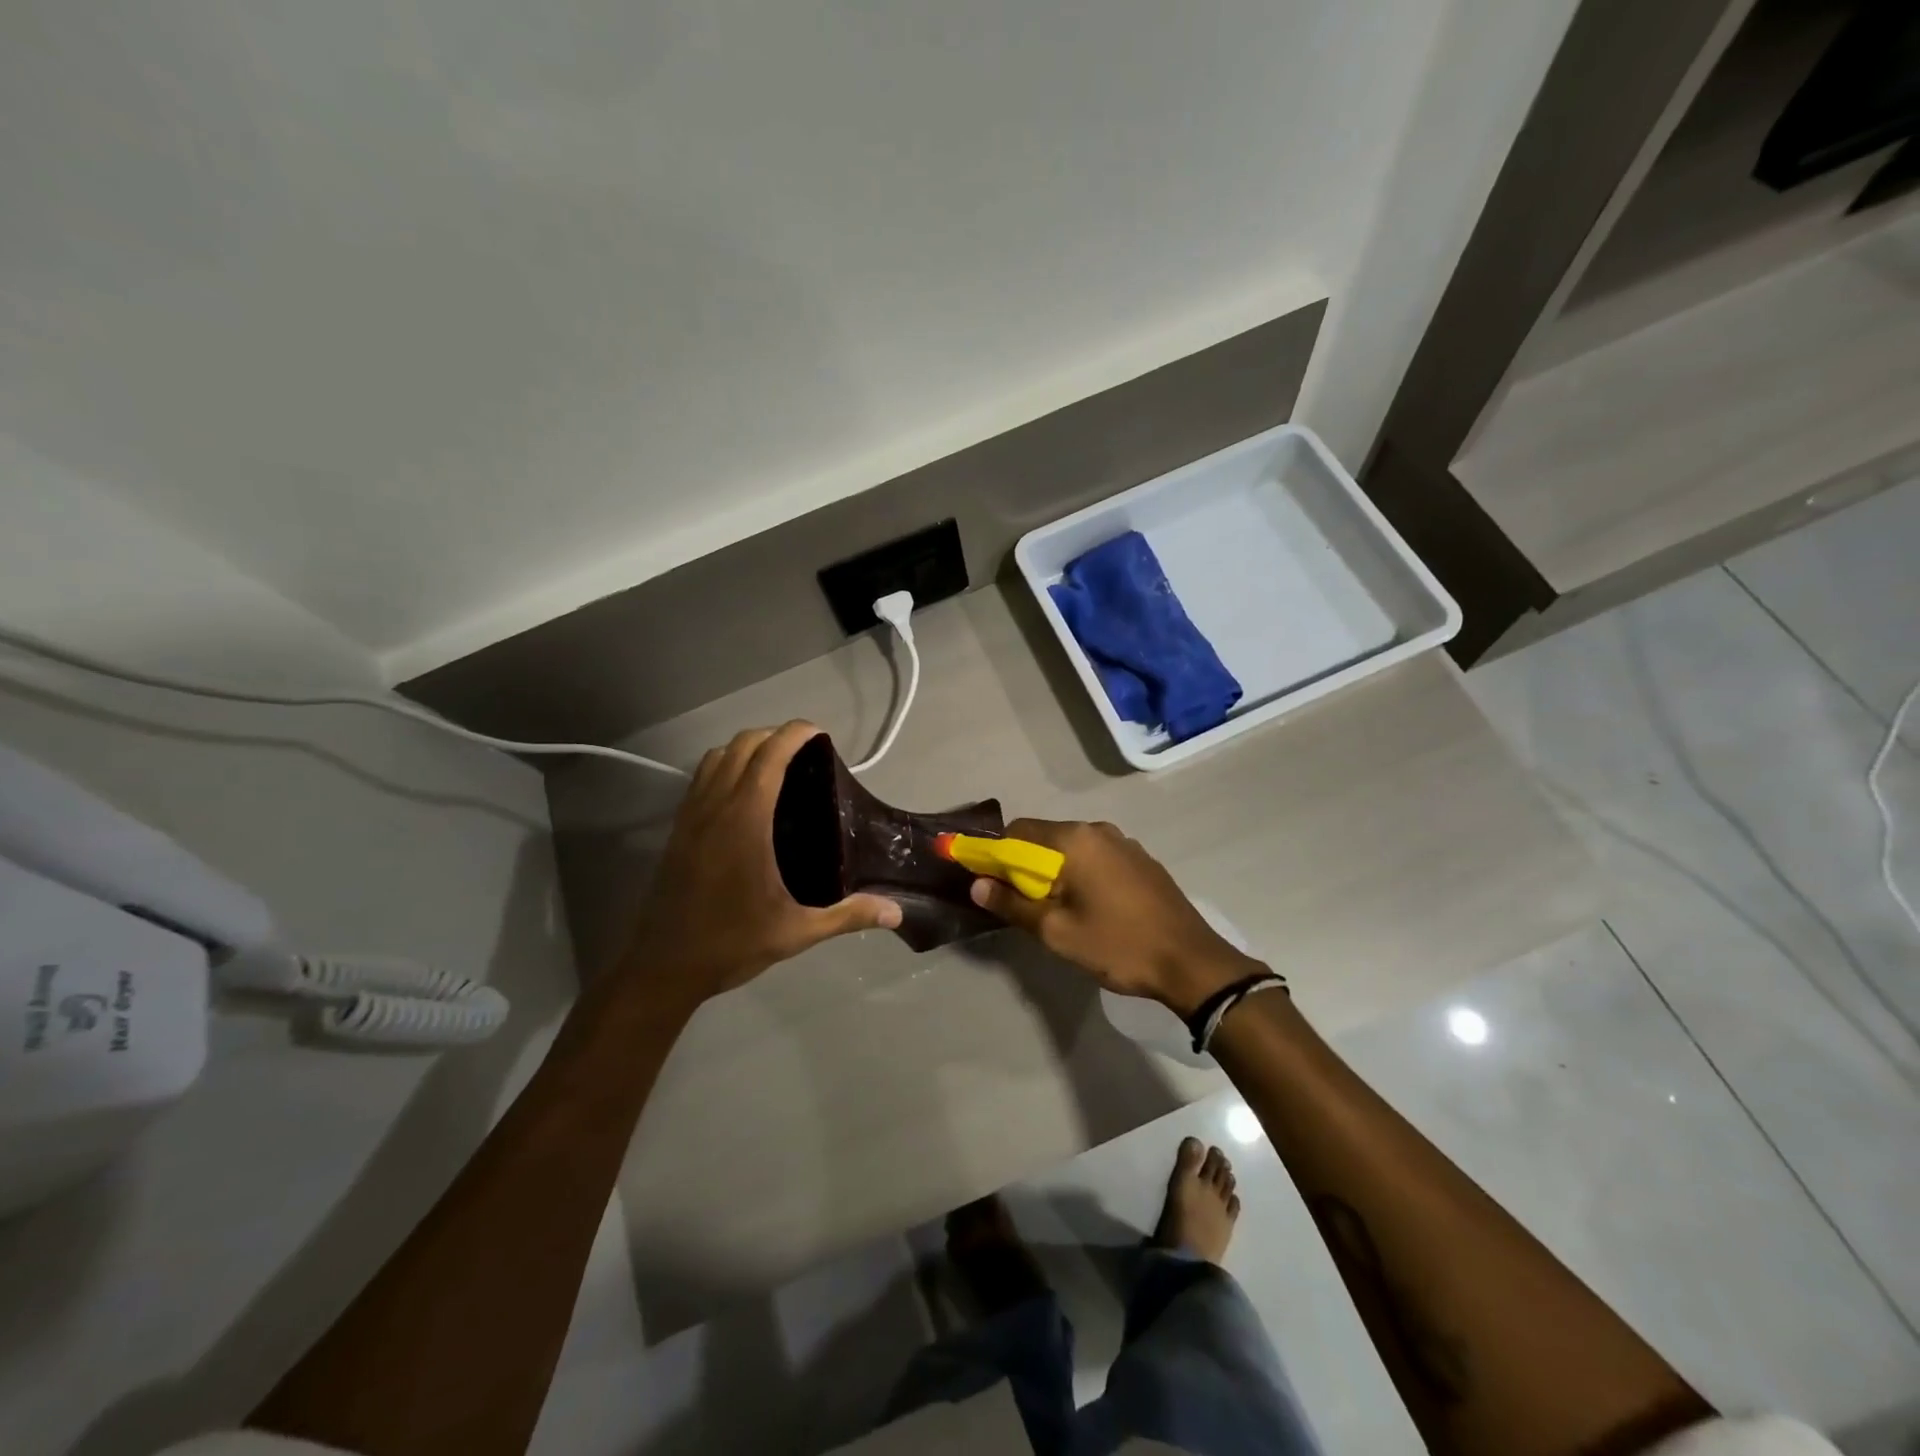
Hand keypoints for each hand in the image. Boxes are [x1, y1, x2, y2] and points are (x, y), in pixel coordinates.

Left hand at [624, 722, 901, 1000]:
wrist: (664, 967)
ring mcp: (691, 816)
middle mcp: (715, 807)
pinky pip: (701, 778)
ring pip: (716, 757)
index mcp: (745, 821)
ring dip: (746, 748)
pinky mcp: (678, 830)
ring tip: (775, 765)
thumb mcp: (796, 931)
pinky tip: (744, 794)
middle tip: (805, 751)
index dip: (795, 734)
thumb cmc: (732, 943)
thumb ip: (848, 916)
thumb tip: (896, 912)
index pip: (770, 756)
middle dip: (774, 735)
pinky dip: (725, 767)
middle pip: (742, 745)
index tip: (820, 733)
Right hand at [969, 819, 1263, 1016]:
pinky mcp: (1142, 861)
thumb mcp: (1057, 931)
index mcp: (1074, 840)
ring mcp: (1125, 844)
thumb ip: (1013, 904)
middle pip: (1045, 838)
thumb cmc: (1118, 945)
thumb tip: (977, 886)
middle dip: (1026, 867)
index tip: (989, 883)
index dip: (996, 855)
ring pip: (1072, 850)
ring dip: (1055, 872)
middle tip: (1022, 906)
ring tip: (1057, 911)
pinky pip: (1097, 858)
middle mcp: (1098, 830)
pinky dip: (1081, 875)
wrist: (1191, 962)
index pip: (1018, 831)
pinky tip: (1091, 908)